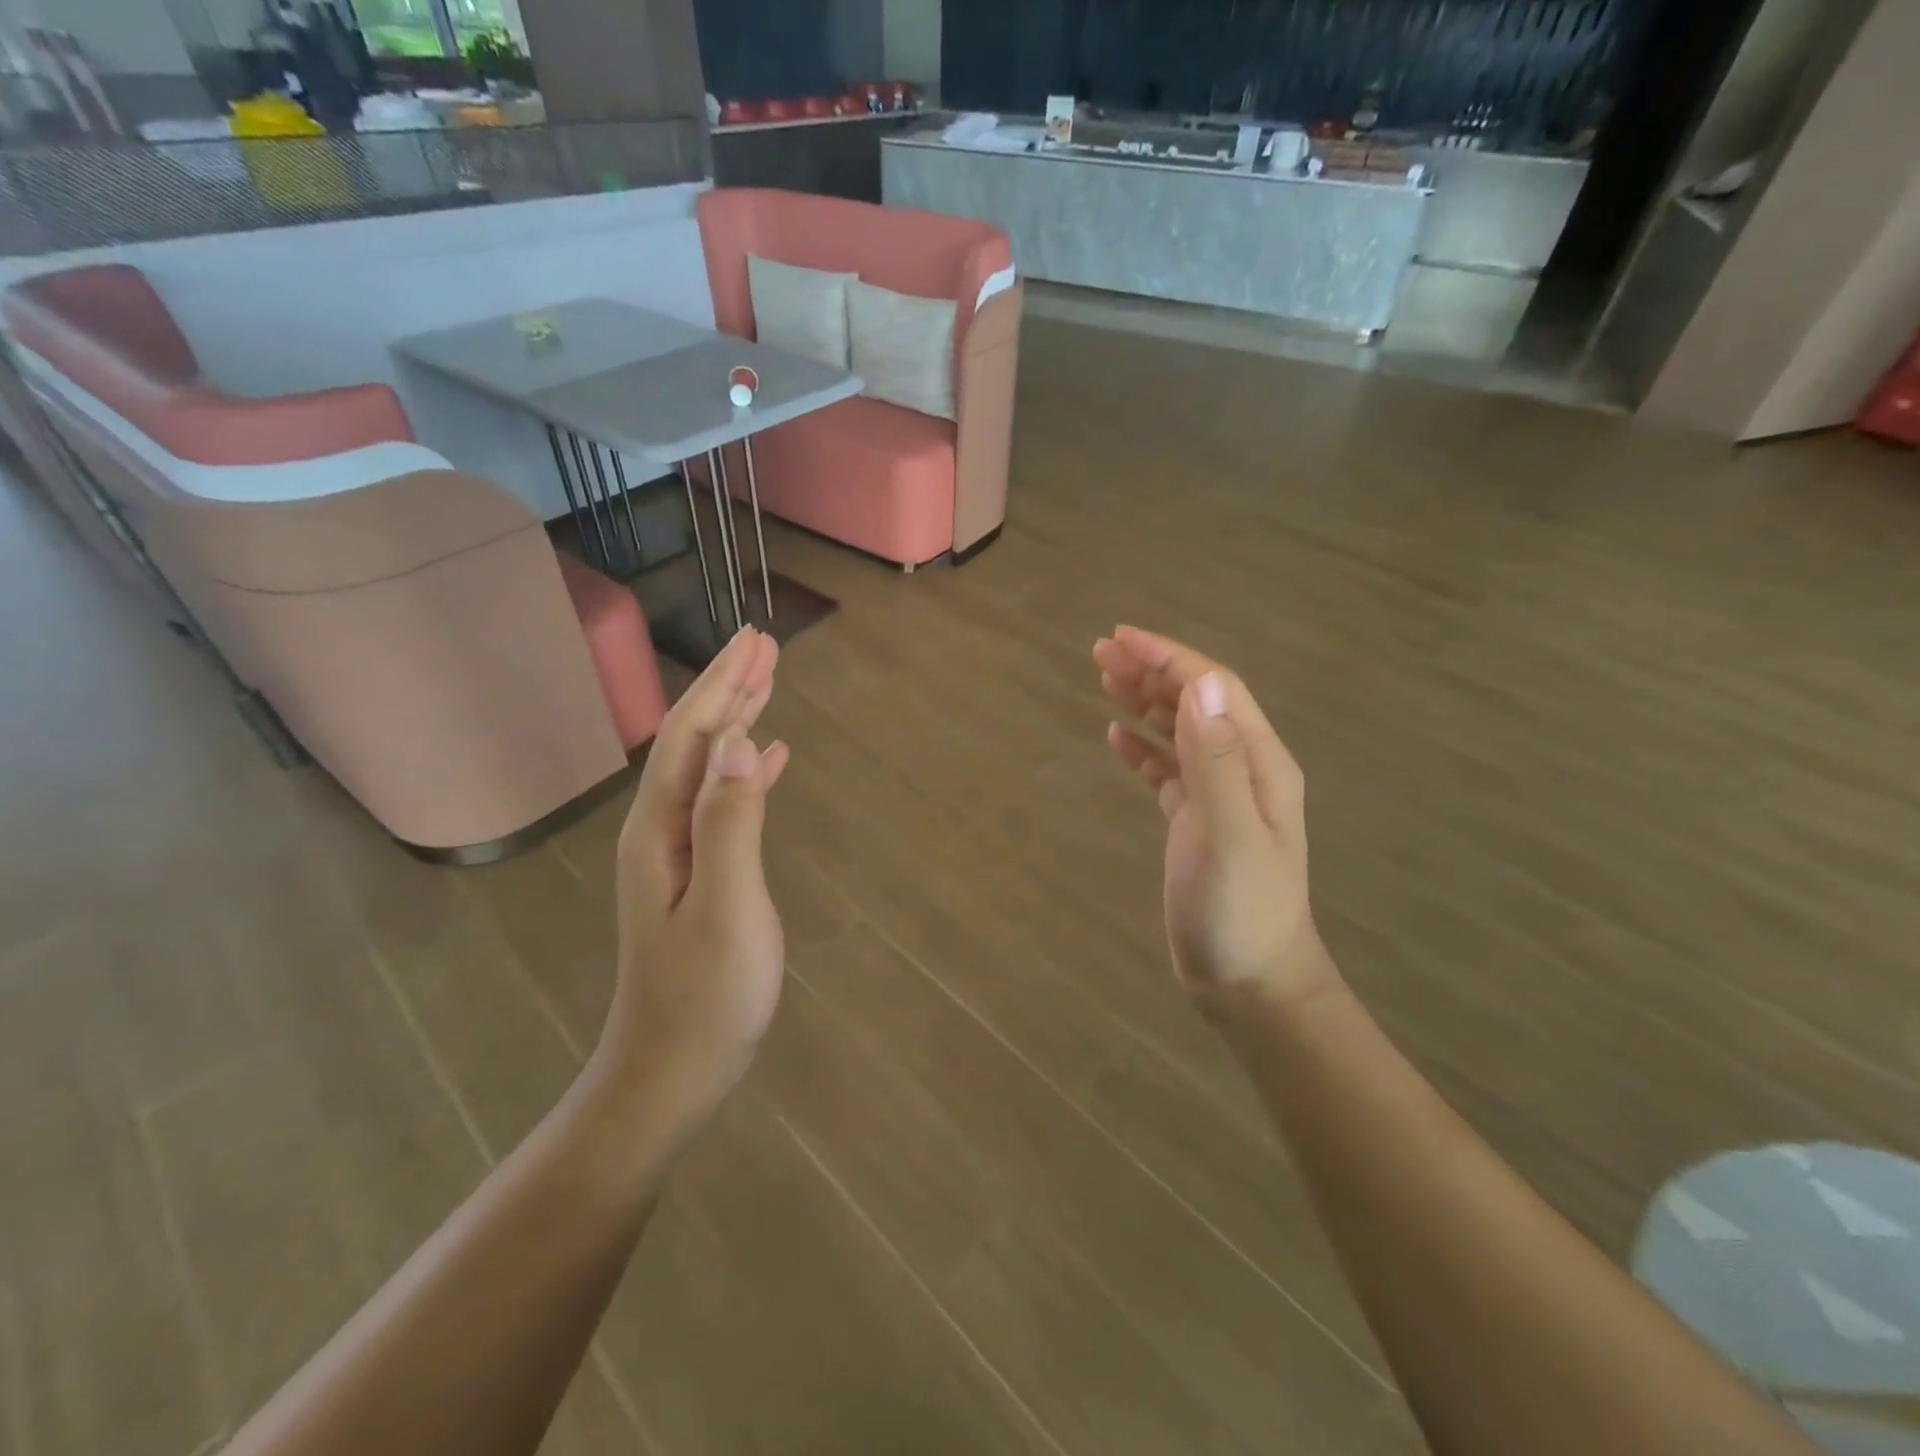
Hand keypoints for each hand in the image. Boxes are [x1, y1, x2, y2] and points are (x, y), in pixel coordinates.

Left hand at [597, 627, 790, 1145]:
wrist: (672, 1071)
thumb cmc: (705, 995)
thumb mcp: (726, 906)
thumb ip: (729, 821)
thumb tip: (738, 741)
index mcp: (662, 828)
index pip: (696, 736)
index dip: (725, 684)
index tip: (756, 640)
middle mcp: (662, 829)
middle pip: (697, 742)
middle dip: (729, 689)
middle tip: (764, 644)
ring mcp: (679, 853)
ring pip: (711, 766)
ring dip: (738, 720)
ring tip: (768, 685)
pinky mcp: (700, 873)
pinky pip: (724, 801)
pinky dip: (747, 770)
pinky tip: (769, 757)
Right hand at [1094, 626, 1335, 1015]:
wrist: (1251, 982)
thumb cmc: (1240, 912)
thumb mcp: (1230, 835)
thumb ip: (1218, 760)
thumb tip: (1200, 683)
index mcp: (1259, 763)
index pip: (1213, 689)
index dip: (1167, 658)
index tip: (1120, 638)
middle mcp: (1243, 770)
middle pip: (1196, 702)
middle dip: (1151, 672)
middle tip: (1099, 654)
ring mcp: (1221, 797)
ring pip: (1181, 731)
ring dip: (1145, 702)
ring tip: (1104, 681)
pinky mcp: (1197, 822)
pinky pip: (1169, 769)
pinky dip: (1143, 748)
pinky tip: (1116, 739)